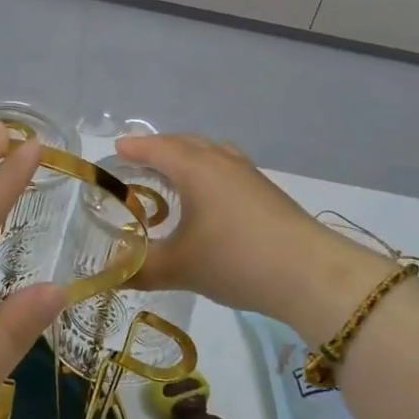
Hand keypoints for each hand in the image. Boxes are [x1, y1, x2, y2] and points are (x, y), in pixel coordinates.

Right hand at [115, 132, 390, 336]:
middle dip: (158, 149)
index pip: (155, 148)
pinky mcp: (266, 192)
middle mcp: (220, 161)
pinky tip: (208, 200)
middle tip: (137, 163)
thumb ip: (139, 269)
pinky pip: (226, 168)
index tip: (114, 151)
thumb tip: (109, 275)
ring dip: (187, 158)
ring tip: (172, 177)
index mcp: (194, 167)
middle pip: (184, 143)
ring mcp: (248, 174)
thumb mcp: (179, 268)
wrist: (309, 274)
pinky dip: (208, 172)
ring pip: (210, 153)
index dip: (133, 149)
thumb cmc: (234, 259)